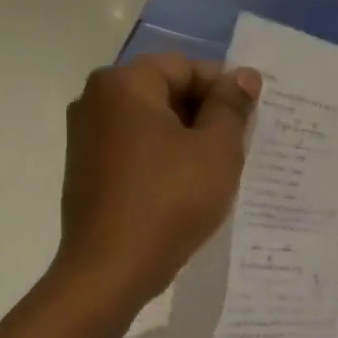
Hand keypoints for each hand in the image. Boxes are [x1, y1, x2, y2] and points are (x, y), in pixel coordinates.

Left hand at [55, 53, 261, 316]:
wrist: (111, 270)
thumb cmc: (170, 201)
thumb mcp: (216, 149)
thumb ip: (231, 106)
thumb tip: (242, 76)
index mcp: (123, 84)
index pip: (185, 67)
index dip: (224, 88)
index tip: (251, 119)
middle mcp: (95, 100)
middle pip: (165, 91)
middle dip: (206, 113)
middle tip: (239, 146)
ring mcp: (86, 137)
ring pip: (151, 123)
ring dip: (187, 138)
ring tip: (216, 170)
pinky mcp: (86, 170)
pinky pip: (135, 149)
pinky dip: (163, 158)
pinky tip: (186, 187)